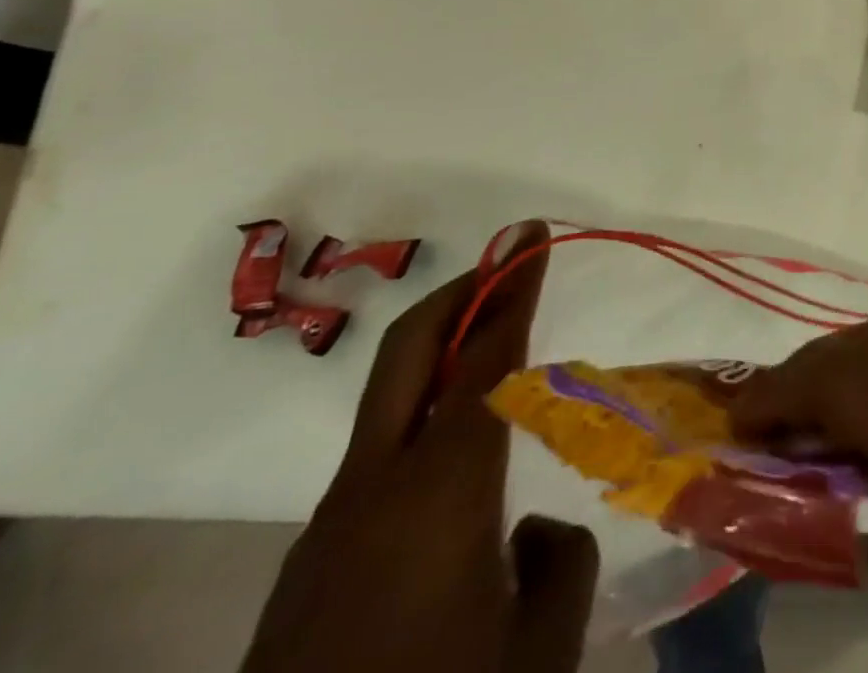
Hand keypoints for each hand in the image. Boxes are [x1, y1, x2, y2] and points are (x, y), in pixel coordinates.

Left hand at [242, 224, 596, 672]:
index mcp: (443, 487)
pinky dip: (420, 423)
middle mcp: (377, 485)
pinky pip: (375, 462)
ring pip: (387, 404)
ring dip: (439, 358)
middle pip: (408, 352)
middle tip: (506, 261)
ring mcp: (330, 525)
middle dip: (459, 292)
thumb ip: (560, 561)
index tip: (529, 236)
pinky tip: (454, 474)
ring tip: (494, 356)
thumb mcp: (539, 648)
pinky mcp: (307, 568)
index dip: (513, 288)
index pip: (487, 356)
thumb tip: (532, 529)